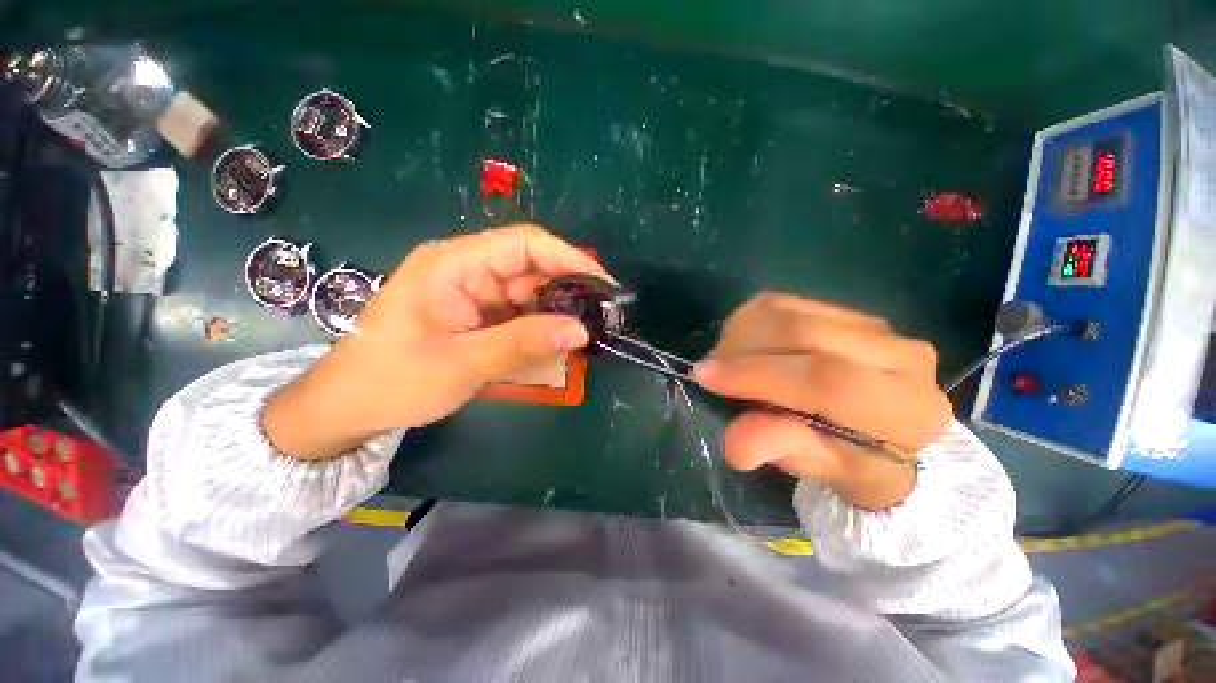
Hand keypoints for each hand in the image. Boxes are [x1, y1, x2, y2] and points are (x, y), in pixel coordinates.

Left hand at [263, 225, 610, 459]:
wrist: (349, 407)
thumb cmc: (394, 380)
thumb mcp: (462, 363)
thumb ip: (523, 343)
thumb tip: (581, 330)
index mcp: (454, 264)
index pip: (524, 244)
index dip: (569, 259)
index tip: (604, 285)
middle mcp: (466, 269)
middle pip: (531, 266)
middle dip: (569, 288)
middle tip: (603, 316)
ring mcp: (472, 291)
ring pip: (529, 291)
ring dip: (558, 310)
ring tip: (589, 330)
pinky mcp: (476, 313)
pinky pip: (519, 311)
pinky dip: (541, 325)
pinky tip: (559, 341)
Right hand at [691, 293, 951, 509]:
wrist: (886, 435)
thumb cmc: (852, 463)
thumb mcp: (819, 468)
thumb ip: (781, 449)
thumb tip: (734, 441)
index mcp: (904, 409)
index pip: (826, 378)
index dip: (757, 374)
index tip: (706, 377)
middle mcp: (900, 355)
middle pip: (802, 332)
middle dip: (740, 348)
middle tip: (709, 370)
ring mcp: (873, 324)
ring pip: (787, 310)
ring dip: (741, 332)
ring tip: (726, 361)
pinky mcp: (845, 311)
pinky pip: (783, 303)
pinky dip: (749, 322)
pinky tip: (744, 346)